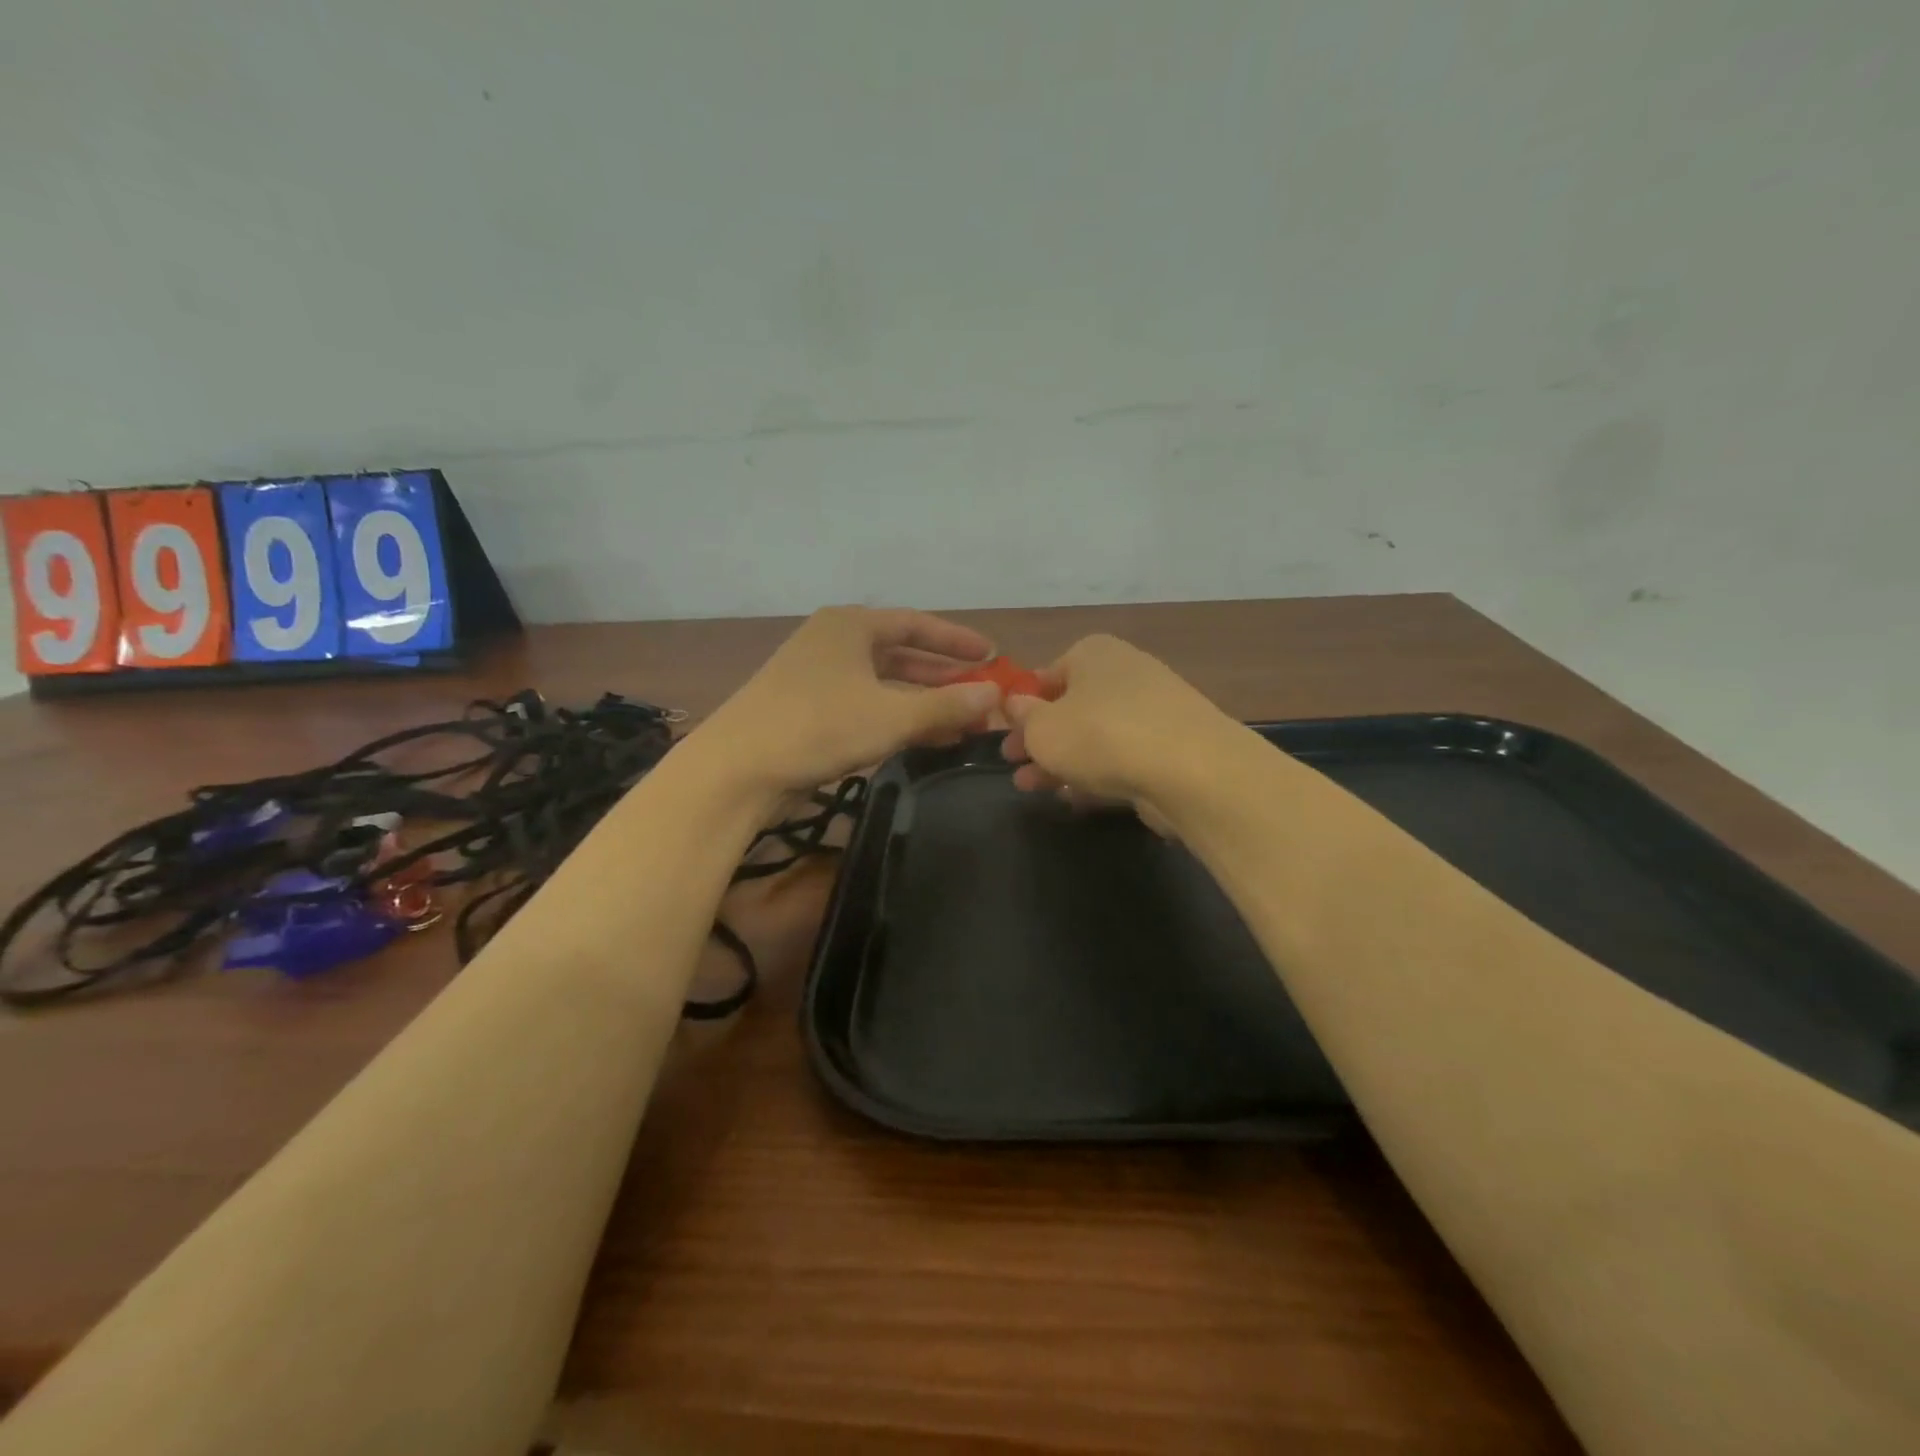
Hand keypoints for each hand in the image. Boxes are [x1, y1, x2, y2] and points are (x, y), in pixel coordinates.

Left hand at [692, 607, 1003, 793]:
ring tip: (963, 721)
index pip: (916, 624)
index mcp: (850, 626)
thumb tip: (995, 694)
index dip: (957, 640)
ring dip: (922, 702)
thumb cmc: (819, 726)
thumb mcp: (891, 715)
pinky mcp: (808, 710)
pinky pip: (866, 705)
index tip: (991, 654)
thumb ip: (945, 705)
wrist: (737, 769)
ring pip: (884, 684)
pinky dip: (897, 718)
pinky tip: (924, 739)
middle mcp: (833, 643)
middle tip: (981, 691)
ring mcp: (817, 677)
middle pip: (901, 653)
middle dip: (943, 675)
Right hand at [1000, 634, 1230, 830]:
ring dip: (1061, 761)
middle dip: (1038, 738)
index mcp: (1093, 653)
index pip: (1046, 673)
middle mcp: (1125, 673)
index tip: (1003, 733)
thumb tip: (1017, 706)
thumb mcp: (1043, 728)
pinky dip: (1095, 775)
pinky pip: (1121, 759)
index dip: (1021, 704)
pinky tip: (1072, 798)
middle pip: (1070, 707)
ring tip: (1032, 788)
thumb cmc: (1101, 735)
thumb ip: (1024, 718)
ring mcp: (1152, 712)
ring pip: (1094, 736)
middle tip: (1012, 764)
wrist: (1190, 770)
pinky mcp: (1170, 749)